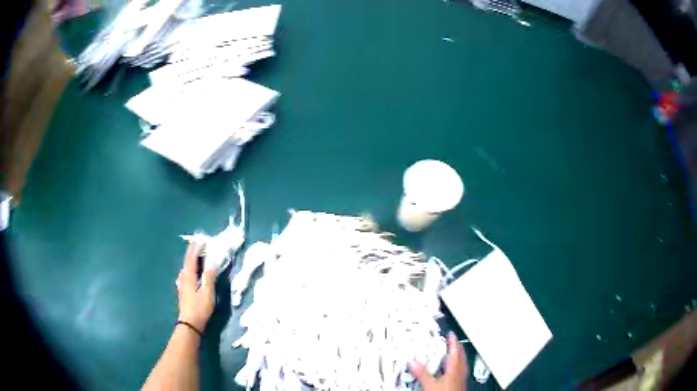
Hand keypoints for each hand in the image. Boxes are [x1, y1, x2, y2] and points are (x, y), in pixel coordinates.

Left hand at [176, 242, 216, 332]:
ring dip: (192, 259)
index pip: (191, 258)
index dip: (195, 248)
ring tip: (198, 254)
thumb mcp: (207, 293)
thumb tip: (212, 263)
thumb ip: (209, 277)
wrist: (190, 323)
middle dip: (193, 251)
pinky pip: (186, 273)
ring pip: (186, 267)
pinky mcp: (183, 290)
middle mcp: (183, 277)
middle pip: (187, 261)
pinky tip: (193, 271)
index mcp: (189, 276)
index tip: (200, 239)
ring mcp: (182, 284)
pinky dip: (191, 267)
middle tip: (199, 244)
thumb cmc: (200, 308)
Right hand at [409, 332, 467, 390]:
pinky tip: (449, 371)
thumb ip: (421, 372)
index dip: (452, 341)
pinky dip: (455, 367)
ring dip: (455, 357)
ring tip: (450, 354)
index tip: (450, 334)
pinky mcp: (459, 384)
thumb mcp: (429, 384)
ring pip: (461, 363)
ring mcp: (461, 378)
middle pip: (460, 355)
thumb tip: (413, 361)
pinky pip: (459, 371)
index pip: (455, 350)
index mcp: (454, 367)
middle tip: (451, 341)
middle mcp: (460, 371)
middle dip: (455, 347)